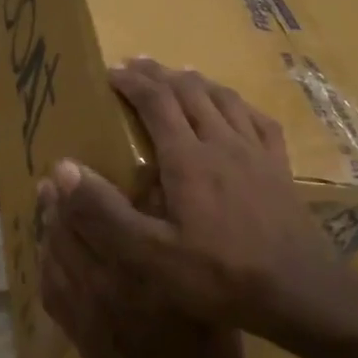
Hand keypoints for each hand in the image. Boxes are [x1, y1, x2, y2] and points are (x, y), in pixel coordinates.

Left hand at [38, 165, 241, 357]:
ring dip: (47, 228)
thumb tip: (169, 214)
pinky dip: (44, 265)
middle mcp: (103, 285)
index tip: (68, 166)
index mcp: (138, 273)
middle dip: (58, 203)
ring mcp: (83, 310)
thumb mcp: (210, 304)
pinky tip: (45, 253)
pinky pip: (49, 291)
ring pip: (54, 257)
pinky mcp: (75, 332)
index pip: (99, 220)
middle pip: (69, 234)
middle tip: (53, 179)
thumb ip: (187, 260)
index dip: (80, 190)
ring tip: (44, 204)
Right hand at [51, 59, 340, 335]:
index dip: (132, 82)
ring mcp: (256, 153)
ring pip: (224, 99)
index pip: (156, 102)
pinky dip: (237, 104)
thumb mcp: (149, 254)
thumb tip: (61, 169)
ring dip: (196, 82)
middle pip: (190, 91)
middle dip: (159, 74)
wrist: (296, 291)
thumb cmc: (217, 275)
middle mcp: (222, 142)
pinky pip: (258, 120)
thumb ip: (104, 212)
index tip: (111, 72)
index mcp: (188, 158)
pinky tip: (234, 109)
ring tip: (179, 77)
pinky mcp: (279, 168)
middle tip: (137, 66)